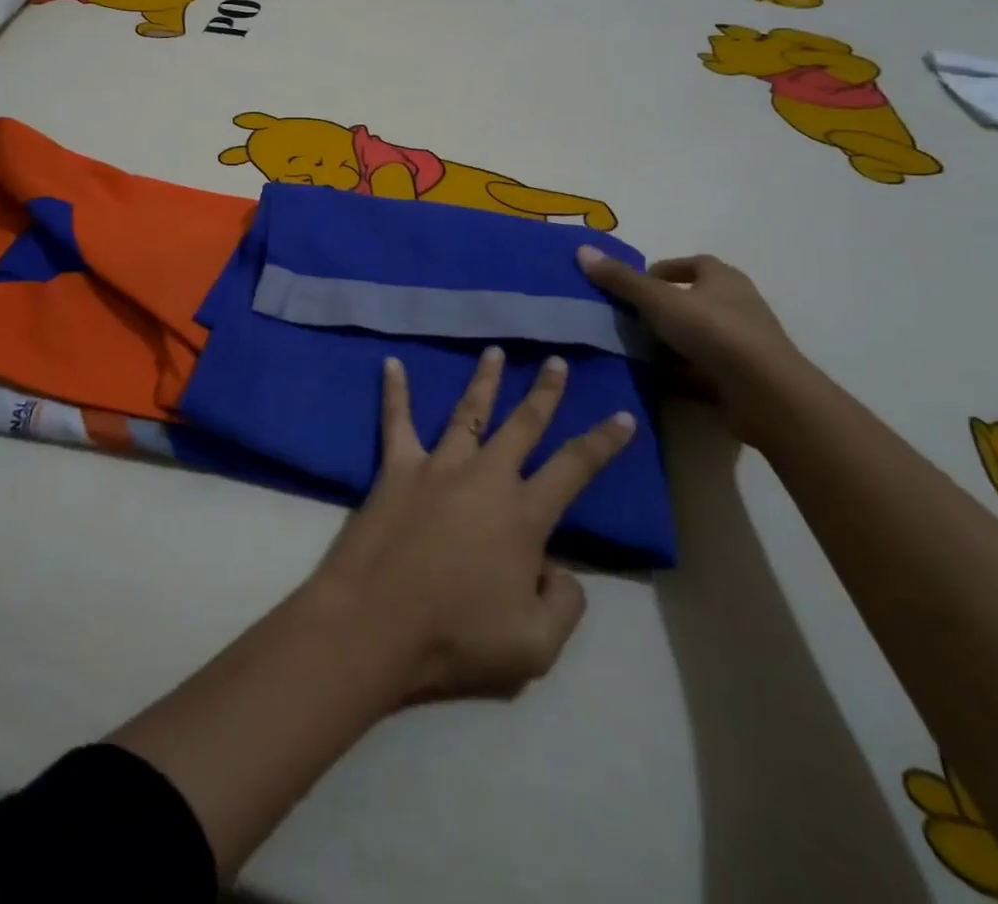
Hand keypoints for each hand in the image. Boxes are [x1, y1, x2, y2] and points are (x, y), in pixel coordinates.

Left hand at [309, 348, 635, 705]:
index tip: (622, 416)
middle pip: (523, 424)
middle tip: (555, 361)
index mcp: (524, 515)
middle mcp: (485, 477)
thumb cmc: (456, 638)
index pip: (575, 467)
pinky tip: (391, 363)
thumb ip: (564, 604)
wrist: (375, 625)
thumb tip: (559, 569)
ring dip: (484, 380)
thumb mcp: (536, 647)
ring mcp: (438, 466)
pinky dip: (395, 391)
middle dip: (544, 392)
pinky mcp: (396, 468)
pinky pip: (396, 421)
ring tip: (495, 351)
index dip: (603, 442)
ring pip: (468, 412)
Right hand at [575, 248, 810, 445]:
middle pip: (695, 299)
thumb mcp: (657, 300)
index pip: (694, 263)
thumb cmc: (713, 331)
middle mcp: (738, 305)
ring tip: (635, 347)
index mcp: (724, 278)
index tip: (636, 284)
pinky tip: (657, 377)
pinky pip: (703, 366)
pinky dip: (681, 369)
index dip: (665, 269)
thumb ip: (621, 279)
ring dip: (671, 339)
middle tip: (629, 316)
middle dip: (663, 306)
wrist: (765, 393)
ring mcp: (743, 343)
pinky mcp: (742, 376)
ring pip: (698, 334)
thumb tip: (583, 250)